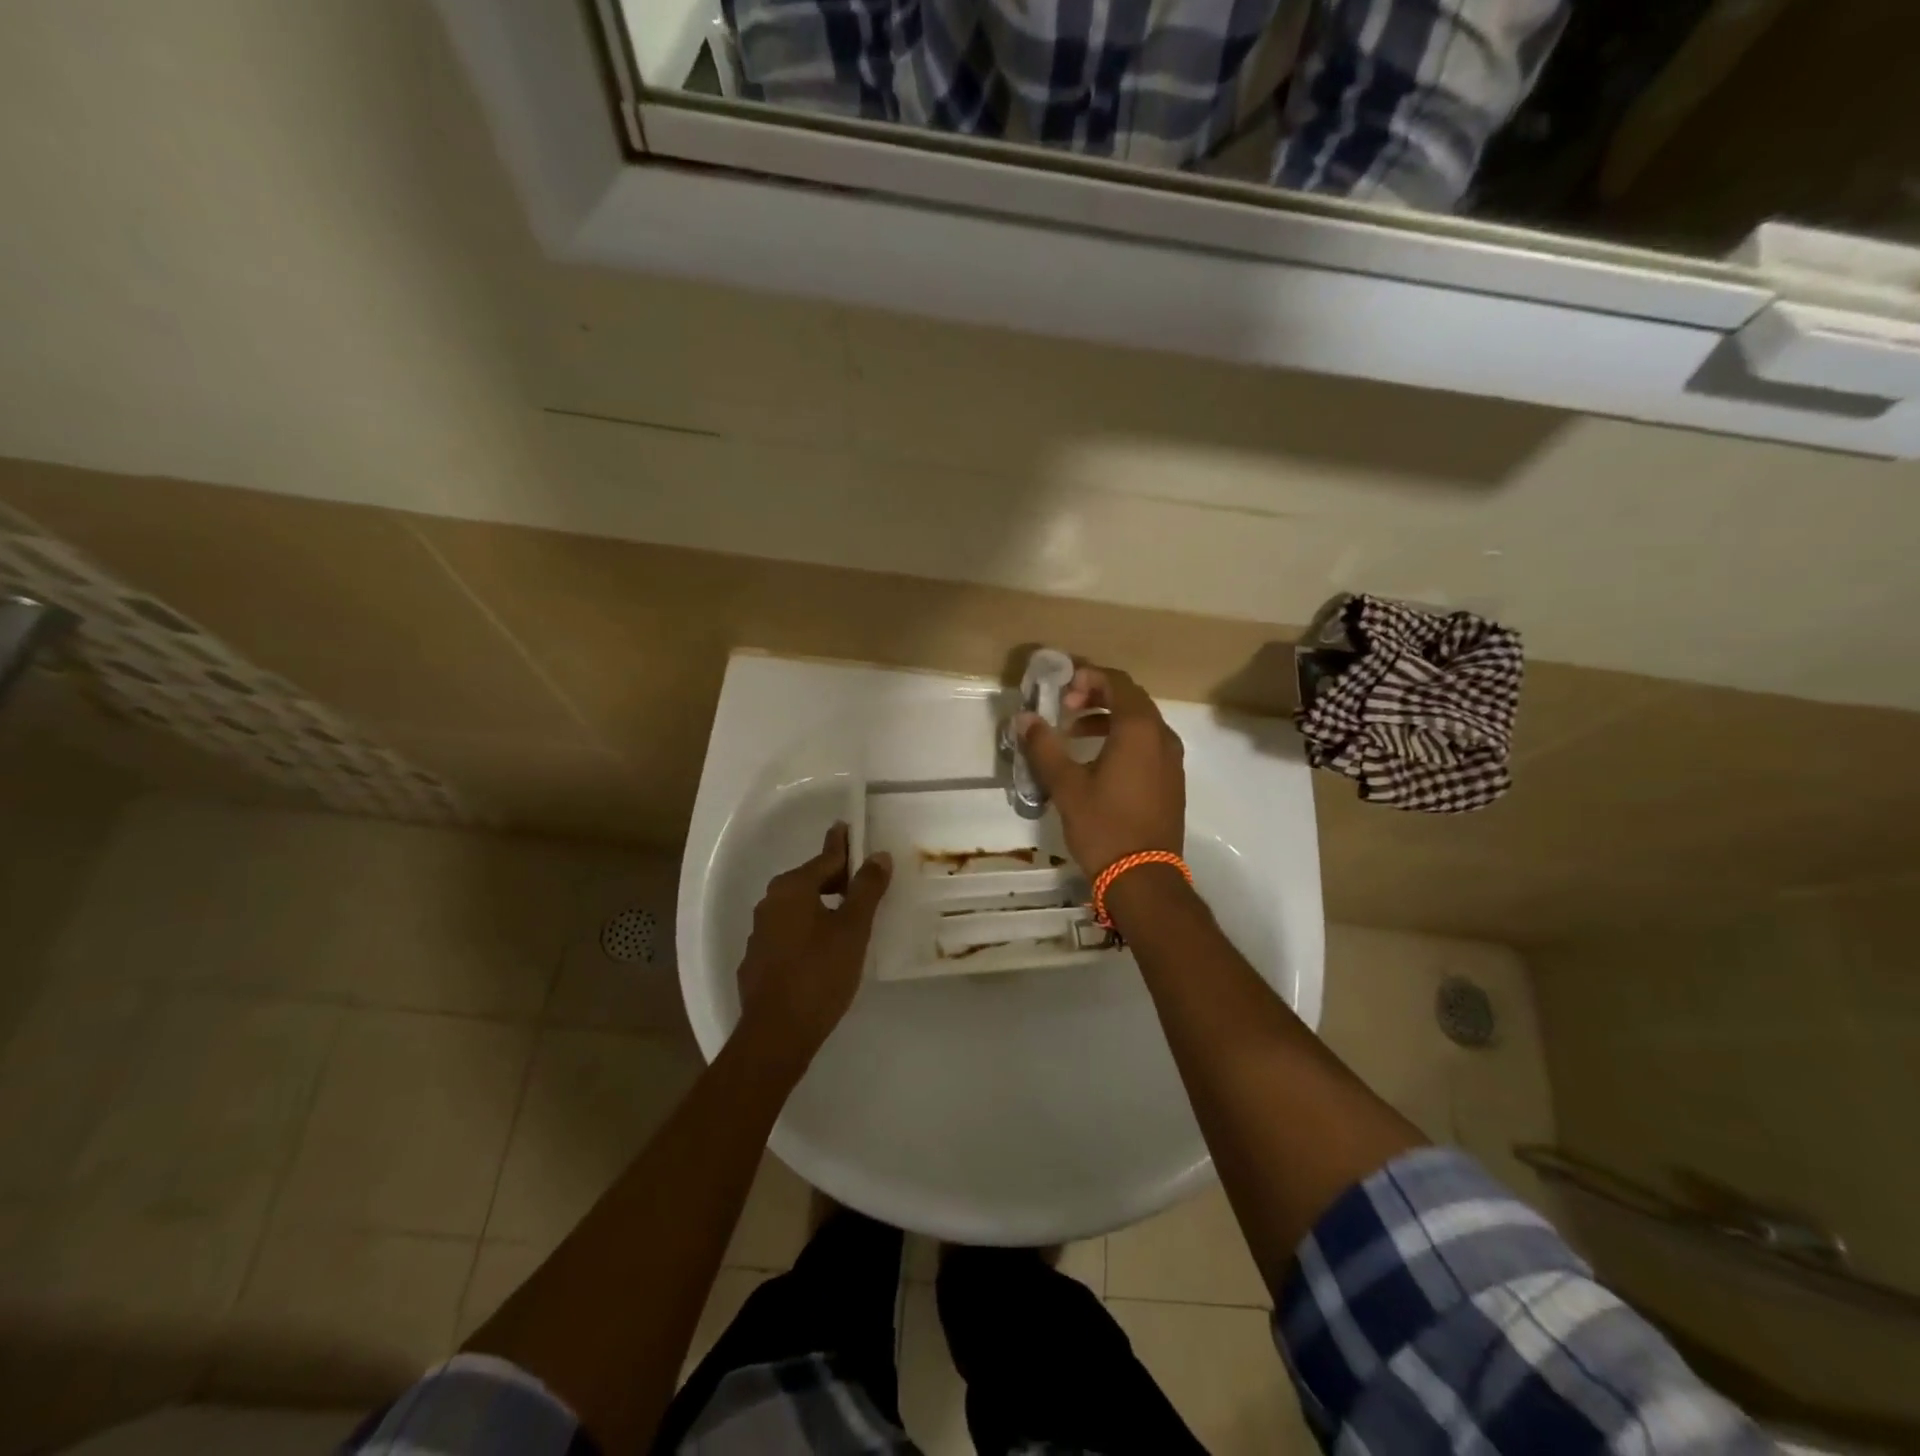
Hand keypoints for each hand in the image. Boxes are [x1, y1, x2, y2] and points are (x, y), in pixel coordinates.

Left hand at [736, 822, 892, 1054]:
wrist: (776, 1034)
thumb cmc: (819, 973)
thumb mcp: (853, 929)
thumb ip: (866, 889)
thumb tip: (878, 855)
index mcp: (792, 888)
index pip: (825, 858)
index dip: (843, 845)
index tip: (848, 828)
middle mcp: (770, 903)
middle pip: (810, 880)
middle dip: (836, 878)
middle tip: (864, 879)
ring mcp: (760, 933)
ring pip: (799, 908)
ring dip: (823, 906)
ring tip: (850, 915)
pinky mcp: (758, 961)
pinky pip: (789, 933)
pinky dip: (809, 931)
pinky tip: (825, 949)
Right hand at [1016, 664, 1184, 876]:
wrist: (1144, 877)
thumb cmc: (1104, 826)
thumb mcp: (1066, 785)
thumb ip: (1044, 746)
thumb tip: (1024, 718)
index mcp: (1139, 729)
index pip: (1117, 682)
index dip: (1088, 677)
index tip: (1061, 691)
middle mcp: (1162, 737)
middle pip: (1131, 699)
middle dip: (1096, 696)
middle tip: (1065, 708)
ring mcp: (1172, 760)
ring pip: (1141, 722)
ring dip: (1108, 718)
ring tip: (1075, 734)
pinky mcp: (1171, 780)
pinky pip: (1148, 744)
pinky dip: (1123, 739)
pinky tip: (1097, 761)